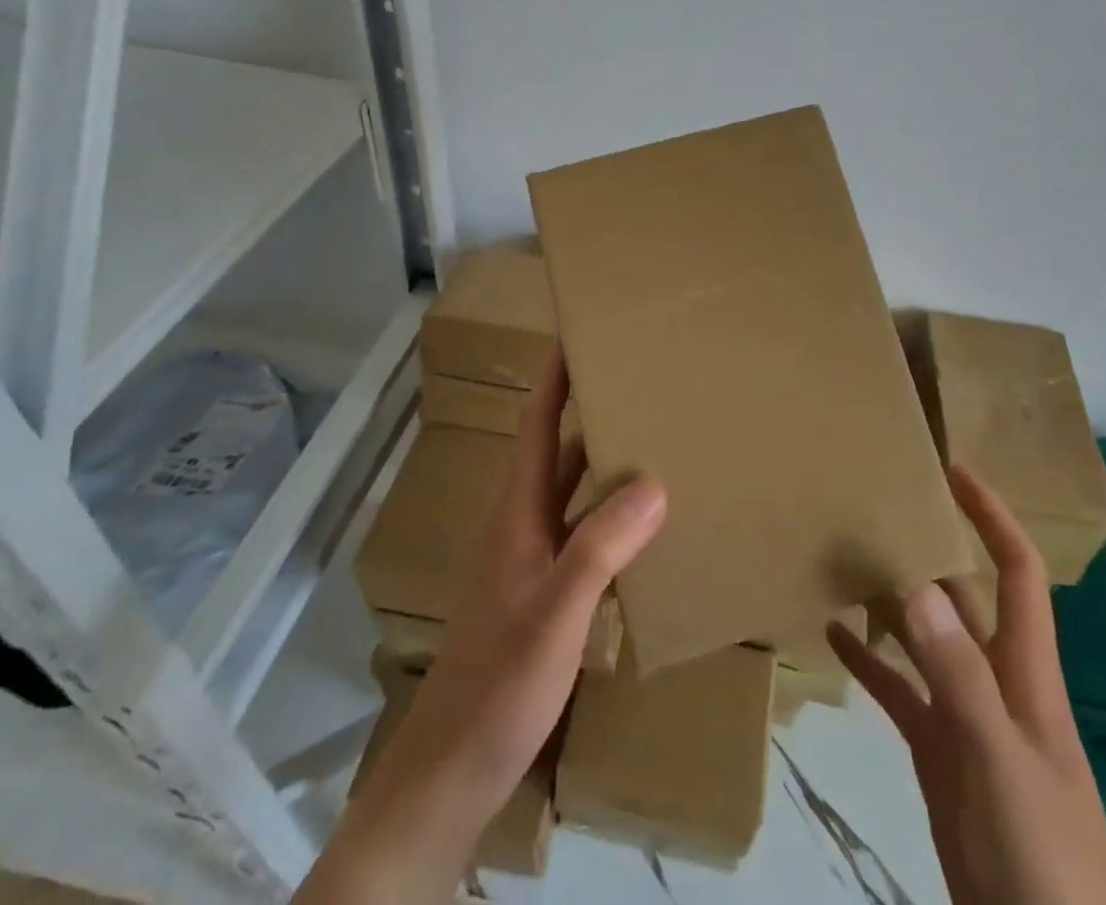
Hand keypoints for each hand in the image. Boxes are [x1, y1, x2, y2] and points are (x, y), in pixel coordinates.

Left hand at [298, 349, 666, 904]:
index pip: (536, 428)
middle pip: (556, 452)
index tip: (577, 333)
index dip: (554, 379)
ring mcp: (531, 563)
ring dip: (602, 463)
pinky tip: (642, 524)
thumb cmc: (499, 684)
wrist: (451, 773)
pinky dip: (611, 514)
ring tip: (651, 439)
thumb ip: (601, 546)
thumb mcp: (556, 613)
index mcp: (518, 515)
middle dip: (588, 410)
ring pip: (571, 494)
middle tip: (636, 380)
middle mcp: (522, 527)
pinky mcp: (543, 596)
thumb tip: (654, 480)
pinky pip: (583, 533)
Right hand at [828, 465, 1105, 904]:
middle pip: (961, 596)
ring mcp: (964, 719)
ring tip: (840, 556)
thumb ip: (959, 676)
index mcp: (1025, 672)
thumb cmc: (1044, 854)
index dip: (992, 517)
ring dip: (889, 599)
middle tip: (872, 506)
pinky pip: (898, 692)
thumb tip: (918, 585)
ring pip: (923, 639)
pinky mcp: (938, 756)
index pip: (1016, 571)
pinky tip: (831, 634)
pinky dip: (868, 661)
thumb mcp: (1002, 760)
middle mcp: (994, 681)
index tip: (952, 471)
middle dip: (927, 548)